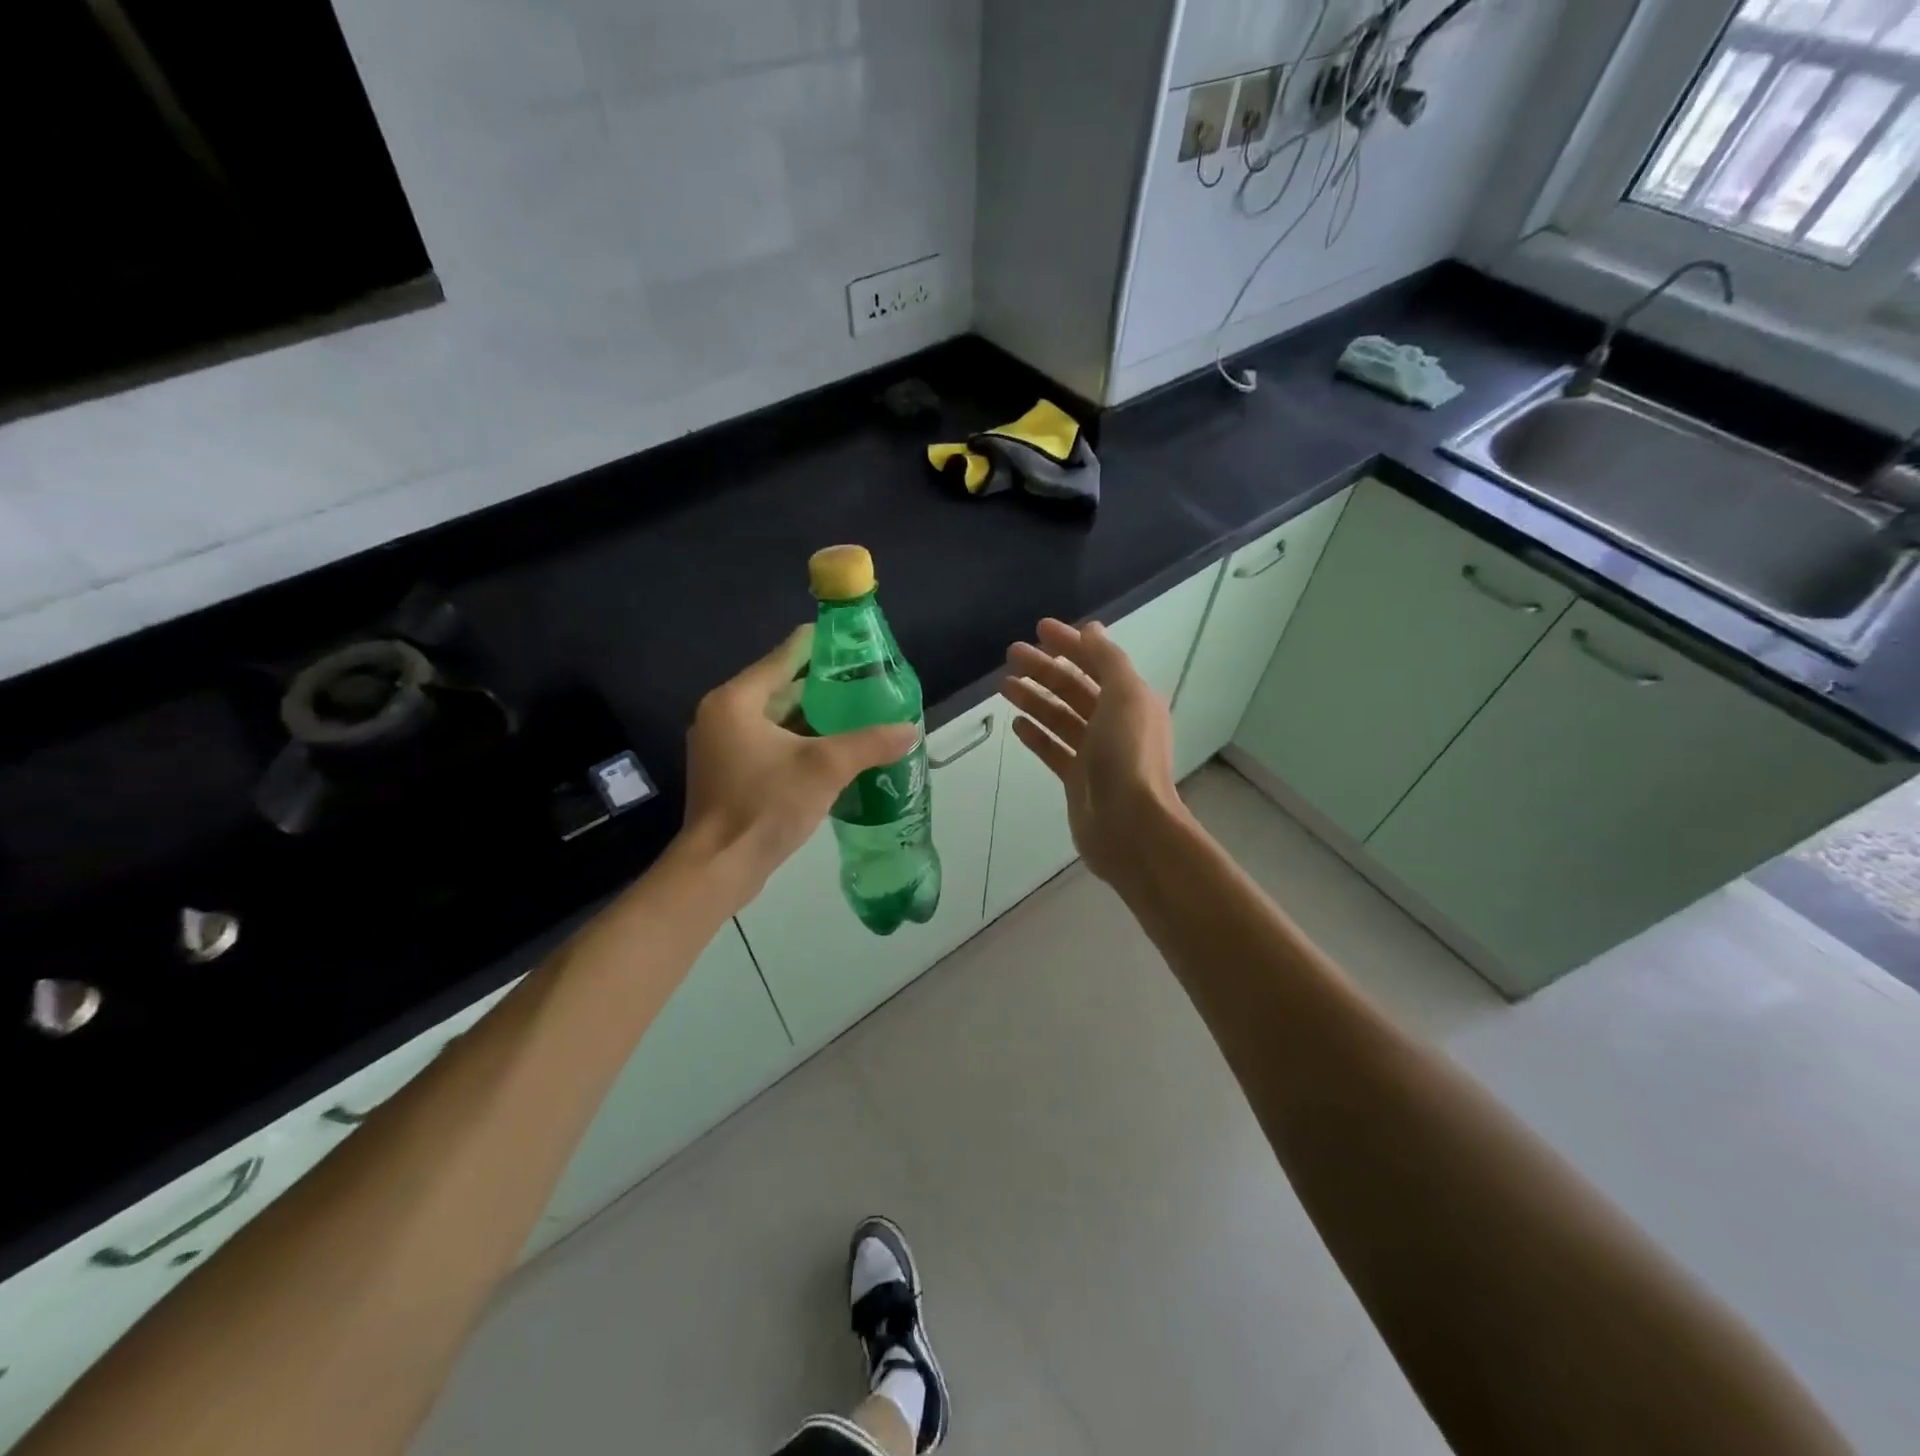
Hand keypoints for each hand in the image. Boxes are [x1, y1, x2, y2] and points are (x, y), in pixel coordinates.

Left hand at [680, 626, 916, 904]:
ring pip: (776, 719)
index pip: (784, 657)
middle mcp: (722, 715)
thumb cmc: (766, 806)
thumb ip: (870, 743)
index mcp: (736, 700)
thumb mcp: (825, 768)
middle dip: (824, 688)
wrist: (720, 867)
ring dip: (813, 718)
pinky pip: (769, 743)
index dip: (821, 646)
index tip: (856, 642)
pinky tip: (833, 750)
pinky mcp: (727, 772)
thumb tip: (911, 728)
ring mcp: (721, 746)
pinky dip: (798, 742)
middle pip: (780, 688)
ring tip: (858, 715)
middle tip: (866, 684)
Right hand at [1003, 618, 1185, 885]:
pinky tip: (1016, 723)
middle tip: (1010, 654)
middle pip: (1075, 688)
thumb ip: (1107, 660)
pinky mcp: (1078, 779)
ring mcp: (1096, 753)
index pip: (1097, 662)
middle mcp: (1115, 722)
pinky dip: (1037, 734)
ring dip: (1035, 698)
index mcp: (1131, 699)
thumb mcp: (1125, 695)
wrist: (1129, 825)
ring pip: (1060, 717)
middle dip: (1044, 669)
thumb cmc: (1128, 755)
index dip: (1069, 644)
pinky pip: (1054, 749)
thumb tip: (1090, 630)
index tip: (1038, 629)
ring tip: (1004, 685)